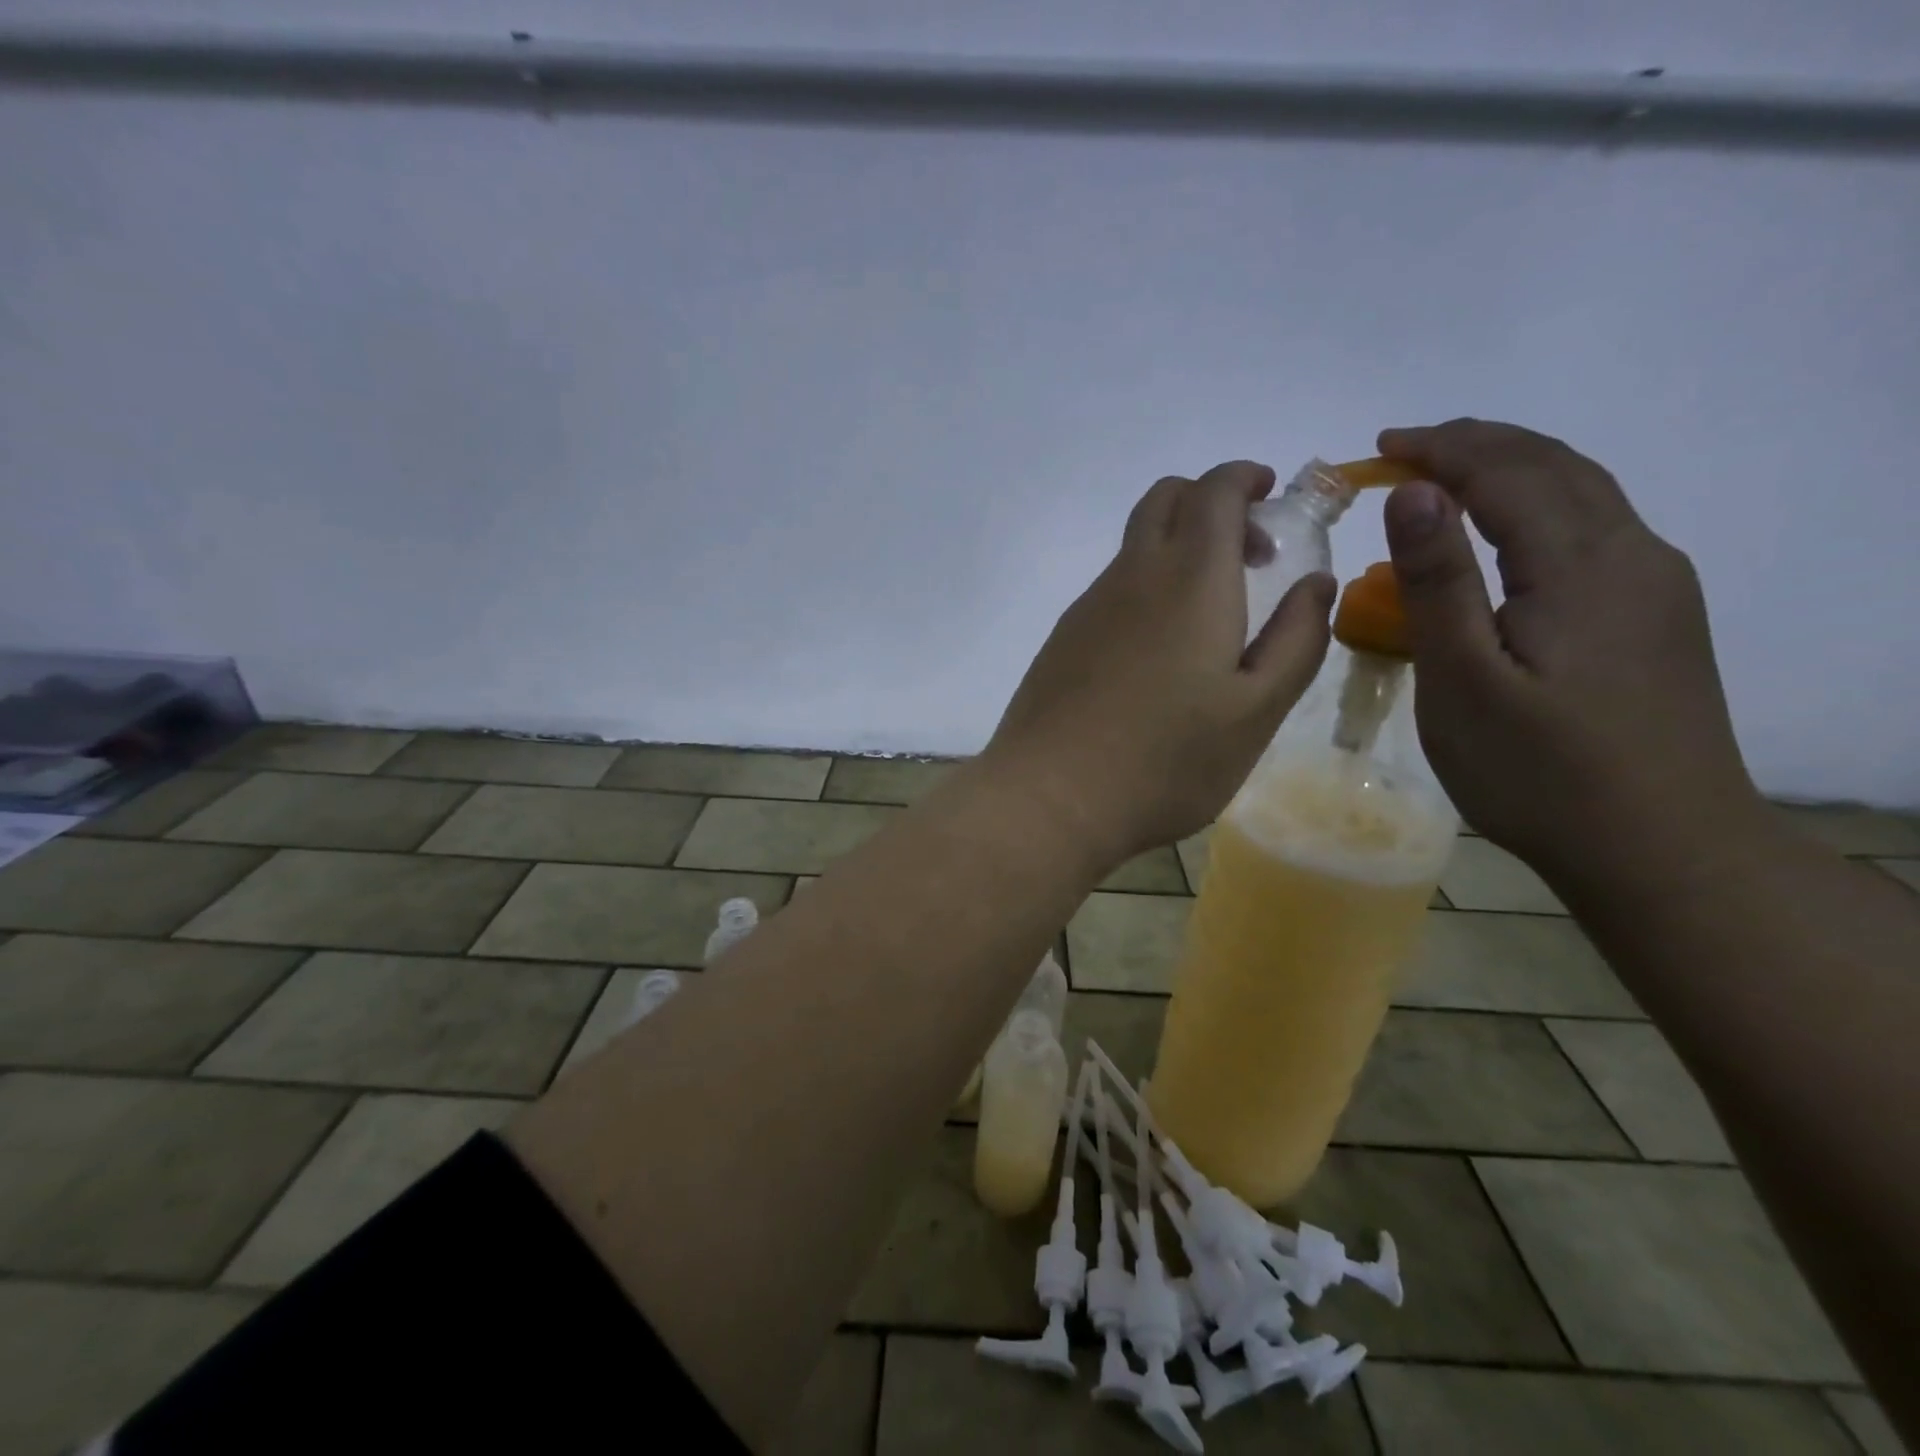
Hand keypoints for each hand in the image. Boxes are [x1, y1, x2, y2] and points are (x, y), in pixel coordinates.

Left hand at [983, 461, 1334, 864]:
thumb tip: (1316, 583)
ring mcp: (1088, 607)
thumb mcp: (1255, 711)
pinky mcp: (1062, 639)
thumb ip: (1296, 640)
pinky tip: (1158, 652)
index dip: (1243, 478)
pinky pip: (1111, 588)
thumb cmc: (1164, 761)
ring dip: (1178, 550)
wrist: (1048, 797)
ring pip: (1135, 546)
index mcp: (1189, 579)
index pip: (1212, 490)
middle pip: (1164, 501)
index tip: (1270, 494)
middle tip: (1249, 554)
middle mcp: (1132, 577)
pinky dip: (1146, 586)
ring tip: (1212, 614)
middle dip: (1211, 503)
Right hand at [1376, 419, 1762, 880]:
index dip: (1440, 449)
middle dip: (1476, 445)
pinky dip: (1538, 506)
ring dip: (1511, 470)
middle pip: (1554, 467)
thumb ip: (1438, 581)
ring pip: (1583, 493)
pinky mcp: (1658, 616)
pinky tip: (1507, 534)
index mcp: (1581, 565)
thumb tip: (1412, 492)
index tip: (1378, 446)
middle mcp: (1633, 555)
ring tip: (1446, 477)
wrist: (1662, 848)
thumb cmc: (1539, 771)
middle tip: (1404, 450)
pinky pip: (1594, 530)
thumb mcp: (1463, 680)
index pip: (1507, 473)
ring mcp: (1656, 585)